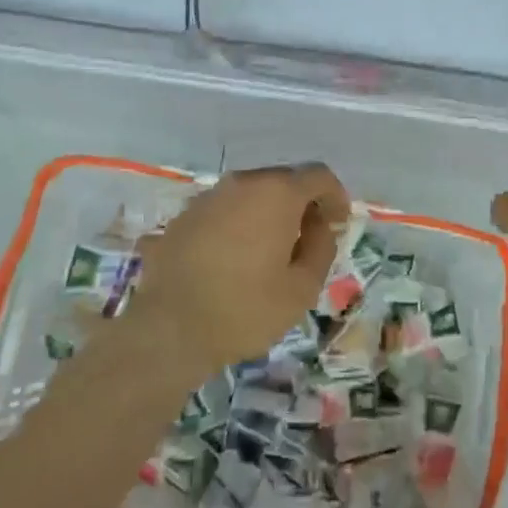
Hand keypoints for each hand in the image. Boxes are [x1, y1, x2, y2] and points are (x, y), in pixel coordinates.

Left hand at [135, 164, 349, 375]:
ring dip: (267, 213)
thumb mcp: (303, 288)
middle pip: (282, 181)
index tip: (338, 224)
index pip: (318, 176)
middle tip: (308, 239)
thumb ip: (321, 247)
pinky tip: (235, 259)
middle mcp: (241, 184)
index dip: (335, 197)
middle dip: (301, 204)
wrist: (169, 331)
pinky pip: (222, 211)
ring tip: (270, 251)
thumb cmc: (245, 310)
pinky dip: (238, 225)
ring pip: (250, 194)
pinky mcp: (182, 217)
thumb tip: (319, 226)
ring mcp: (207, 198)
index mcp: (276, 193)